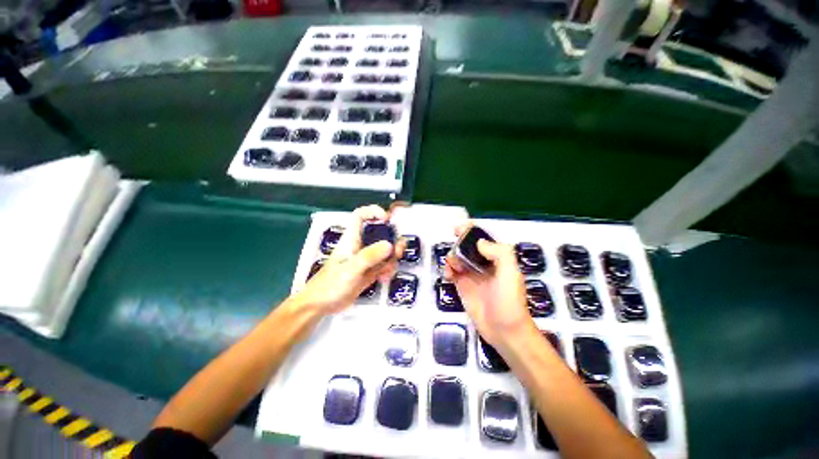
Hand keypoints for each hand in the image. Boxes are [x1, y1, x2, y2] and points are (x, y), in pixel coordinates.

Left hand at [295, 205, 403, 314]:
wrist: (321, 305)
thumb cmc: (331, 284)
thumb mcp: (351, 269)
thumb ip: (369, 256)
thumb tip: (390, 245)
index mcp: (352, 239)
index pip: (361, 215)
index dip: (374, 212)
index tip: (387, 219)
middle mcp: (360, 245)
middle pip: (380, 233)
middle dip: (392, 240)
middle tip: (398, 251)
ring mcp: (366, 259)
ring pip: (385, 250)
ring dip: (392, 258)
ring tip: (388, 270)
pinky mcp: (369, 271)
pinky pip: (384, 264)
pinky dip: (388, 270)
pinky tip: (383, 279)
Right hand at [444, 223, 533, 348]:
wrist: (505, 332)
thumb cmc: (509, 301)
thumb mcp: (510, 273)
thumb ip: (499, 253)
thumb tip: (479, 243)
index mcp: (498, 259)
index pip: (483, 240)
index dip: (471, 231)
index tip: (458, 229)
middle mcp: (484, 265)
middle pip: (468, 247)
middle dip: (458, 245)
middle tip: (454, 251)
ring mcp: (473, 276)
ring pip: (458, 259)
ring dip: (452, 258)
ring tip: (452, 266)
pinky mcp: (463, 287)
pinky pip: (453, 273)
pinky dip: (448, 270)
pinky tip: (448, 275)